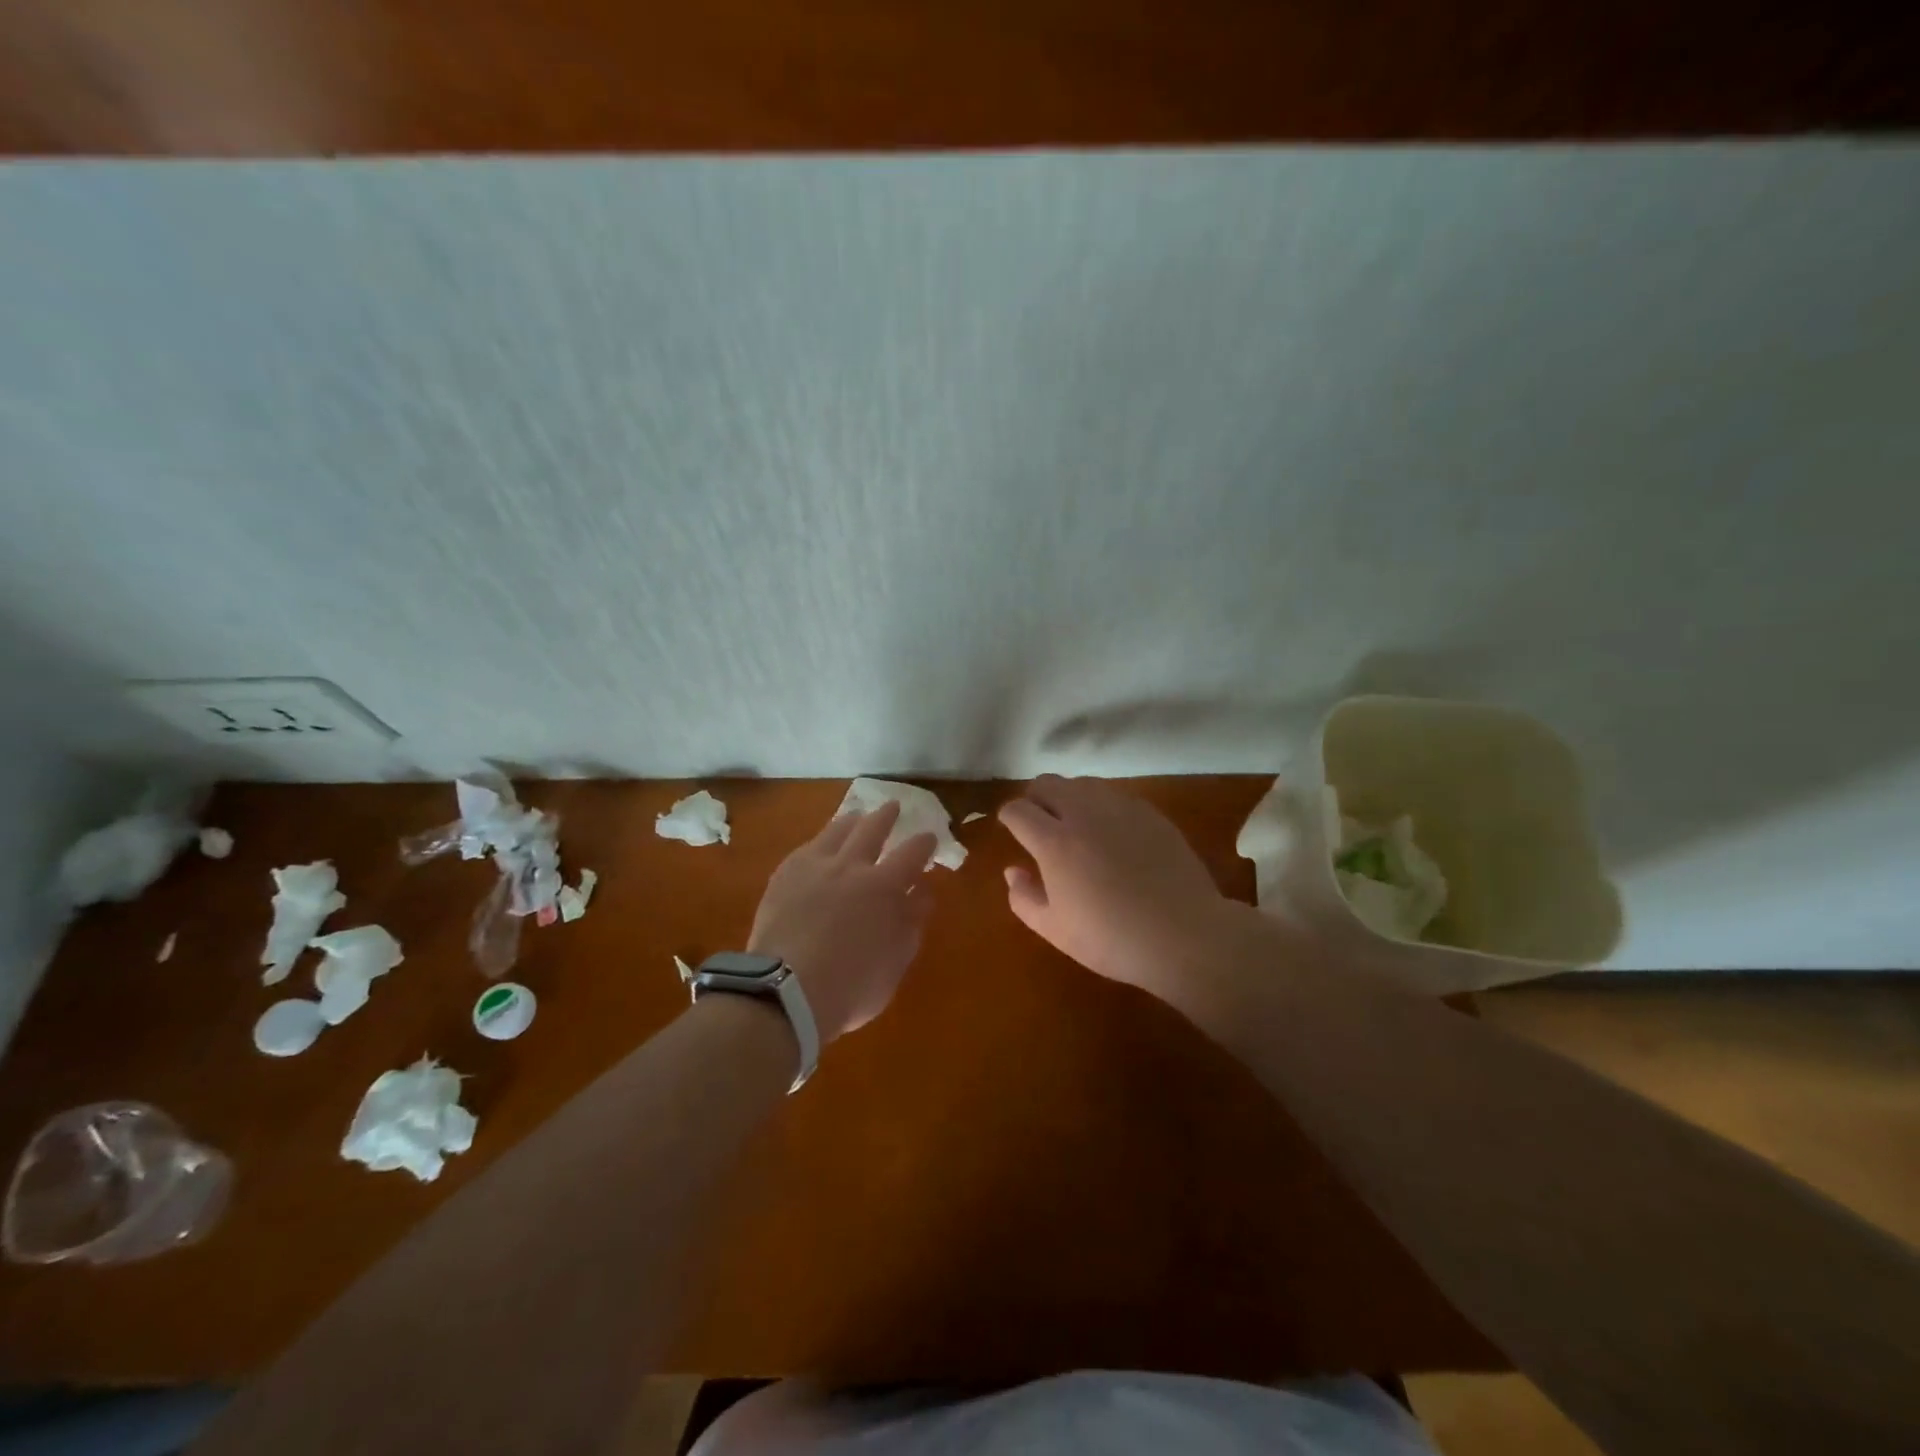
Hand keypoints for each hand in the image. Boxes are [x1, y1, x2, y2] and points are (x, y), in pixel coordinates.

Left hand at [748, 801, 937, 1041]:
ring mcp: (814, 866)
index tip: (929, 836)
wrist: (785, 991)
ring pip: (837, 830)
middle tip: (894, 806)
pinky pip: (807, 847)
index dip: (924, 842)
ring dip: (852, 821)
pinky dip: (821, 841)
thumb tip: (922, 891)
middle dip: (887, 816)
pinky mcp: (784, 875)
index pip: (912, 852)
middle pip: (873, 828)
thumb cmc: (851, 986)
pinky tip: (820, 844)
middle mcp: (851, 866)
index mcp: (885, 886)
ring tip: (857, 816)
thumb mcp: (896, 960)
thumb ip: (912, 921)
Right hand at [999, 775, 1240, 1002]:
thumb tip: (1012, 871)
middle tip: (1037, 821)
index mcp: (1055, 842)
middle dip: (1034, 797)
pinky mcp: (1150, 813)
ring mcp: (1120, 808)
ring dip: (1068, 796)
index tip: (1010, 826)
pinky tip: (1110, 831)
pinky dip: (1101, 805)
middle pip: (1047, 783)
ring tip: (1073, 823)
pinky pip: (1114, 795)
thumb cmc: (1111, 939)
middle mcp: (1084, 814)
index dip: (1009, 816)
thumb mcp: (1055, 930)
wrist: (1183, 934)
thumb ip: (1024, 897)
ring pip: (1081, 783)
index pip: (1019, 810)